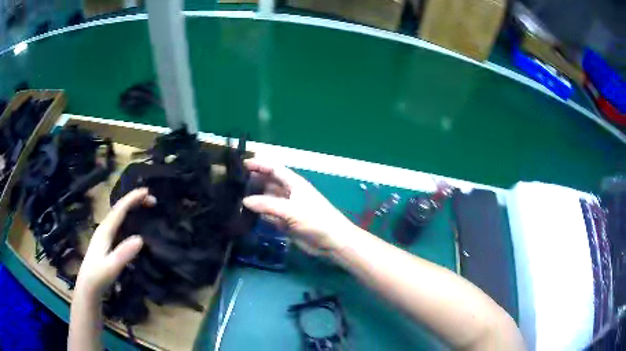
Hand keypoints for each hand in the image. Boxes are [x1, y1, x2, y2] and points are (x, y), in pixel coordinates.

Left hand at [75, 188, 154, 297]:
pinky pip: (120, 225)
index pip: (119, 209)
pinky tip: (135, 225)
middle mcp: (104, 229)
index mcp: (105, 230)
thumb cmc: (98, 277)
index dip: (132, 198)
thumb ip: (124, 253)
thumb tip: (141, 238)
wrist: (88, 288)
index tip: (147, 191)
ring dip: (132, 209)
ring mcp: (105, 236)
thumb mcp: (111, 267)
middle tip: (152, 200)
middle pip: (120, 209)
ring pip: (119, 216)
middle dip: (134, 201)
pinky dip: (129, 219)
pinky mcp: (107, 244)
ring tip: (146, 207)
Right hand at [243, 159, 356, 255]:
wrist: (332, 242)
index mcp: (294, 184)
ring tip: (235, 196)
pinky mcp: (286, 222)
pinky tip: (246, 214)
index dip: (260, 165)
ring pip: (267, 199)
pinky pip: (269, 215)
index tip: (243, 164)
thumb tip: (244, 201)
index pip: (274, 169)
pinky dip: (259, 213)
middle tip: (234, 182)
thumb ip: (268, 205)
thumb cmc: (316, 220)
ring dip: (255, 198)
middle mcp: (289, 193)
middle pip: (269, 183)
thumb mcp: (292, 210)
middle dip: (254, 180)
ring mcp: (287, 208)